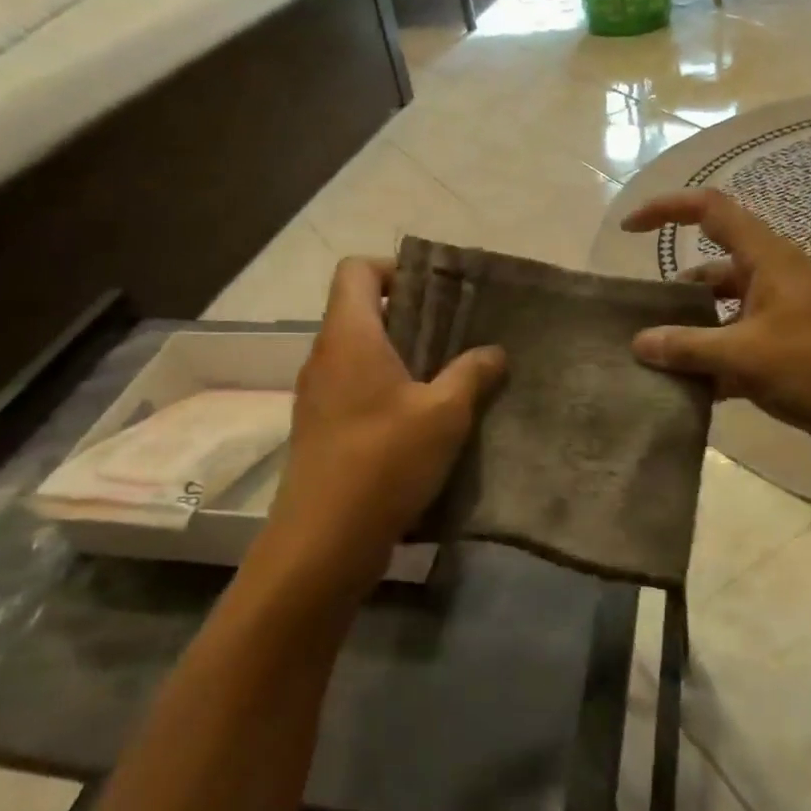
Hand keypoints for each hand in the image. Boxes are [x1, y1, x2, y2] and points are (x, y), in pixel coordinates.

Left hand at [267, 258, 504, 596]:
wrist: (323, 541)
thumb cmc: (384, 461)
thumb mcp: (445, 414)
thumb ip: (472, 373)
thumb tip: (495, 351)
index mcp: (349, 335)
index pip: (357, 270)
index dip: (394, 269)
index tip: (435, 295)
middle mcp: (324, 355)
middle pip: (360, 309)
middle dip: (409, 315)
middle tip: (454, 336)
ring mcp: (316, 393)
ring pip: (358, 351)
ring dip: (399, 355)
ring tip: (444, 377)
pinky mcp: (318, 427)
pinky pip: (352, 386)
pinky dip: (384, 387)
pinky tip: (419, 419)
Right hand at [622, 190, 810, 472]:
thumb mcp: (747, 356)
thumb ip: (689, 347)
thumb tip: (639, 343)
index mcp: (768, 260)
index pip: (711, 210)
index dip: (667, 209)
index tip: (629, 231)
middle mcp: (773, 280)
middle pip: (712, 268)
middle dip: (675, 289)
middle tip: (639, 318)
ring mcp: (783, 317)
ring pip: (724, 313)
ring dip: (693, 332)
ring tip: (655, 360)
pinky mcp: (789, 352)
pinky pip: (739, 347)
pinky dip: (715, 363)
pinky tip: (690, 392)